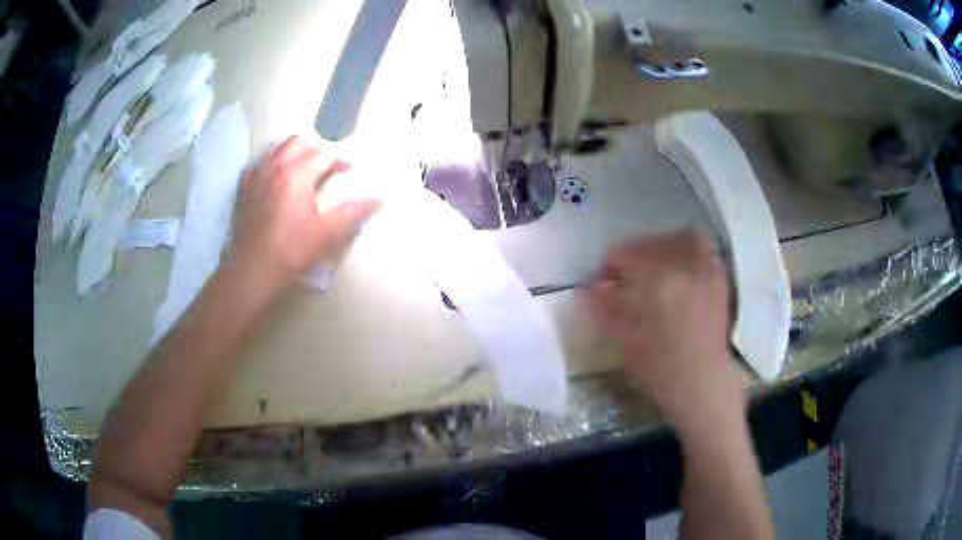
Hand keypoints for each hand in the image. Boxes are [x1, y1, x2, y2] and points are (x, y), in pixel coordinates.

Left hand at [225, 134, 379, 290]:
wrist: (253, 271)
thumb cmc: (291, 252)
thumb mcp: (327, 235)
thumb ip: (352, 213)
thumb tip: (377, 198)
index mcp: (297, 175)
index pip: (323, 155)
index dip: (340, 159)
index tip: (349, 169)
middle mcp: (275, 168)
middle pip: (297, 142)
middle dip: (314, 148)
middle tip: (324, 166)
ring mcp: (256, 177)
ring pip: (275, 148)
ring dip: (291, 151)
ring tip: (301, 166)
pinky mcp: (244, 189)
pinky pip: (257, 164)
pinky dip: (268, 163)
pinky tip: (273, 177)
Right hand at [586, 230, 743, 433]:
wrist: (703, 386)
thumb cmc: (660, 372)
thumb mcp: (625, 343)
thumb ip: (605, 310)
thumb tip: (589, 289)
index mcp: (657, 283)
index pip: (624, 257)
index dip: (607, 266)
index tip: (599, 280)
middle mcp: (683, 268)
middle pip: (650, 245)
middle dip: (629, 256)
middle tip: (620, 273)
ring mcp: (705, 271)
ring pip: (679, 239)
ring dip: (659, 246)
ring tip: (650, 263)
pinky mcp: (718, 280)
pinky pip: (703, 250)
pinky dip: (687, 249)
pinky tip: (677, 267)